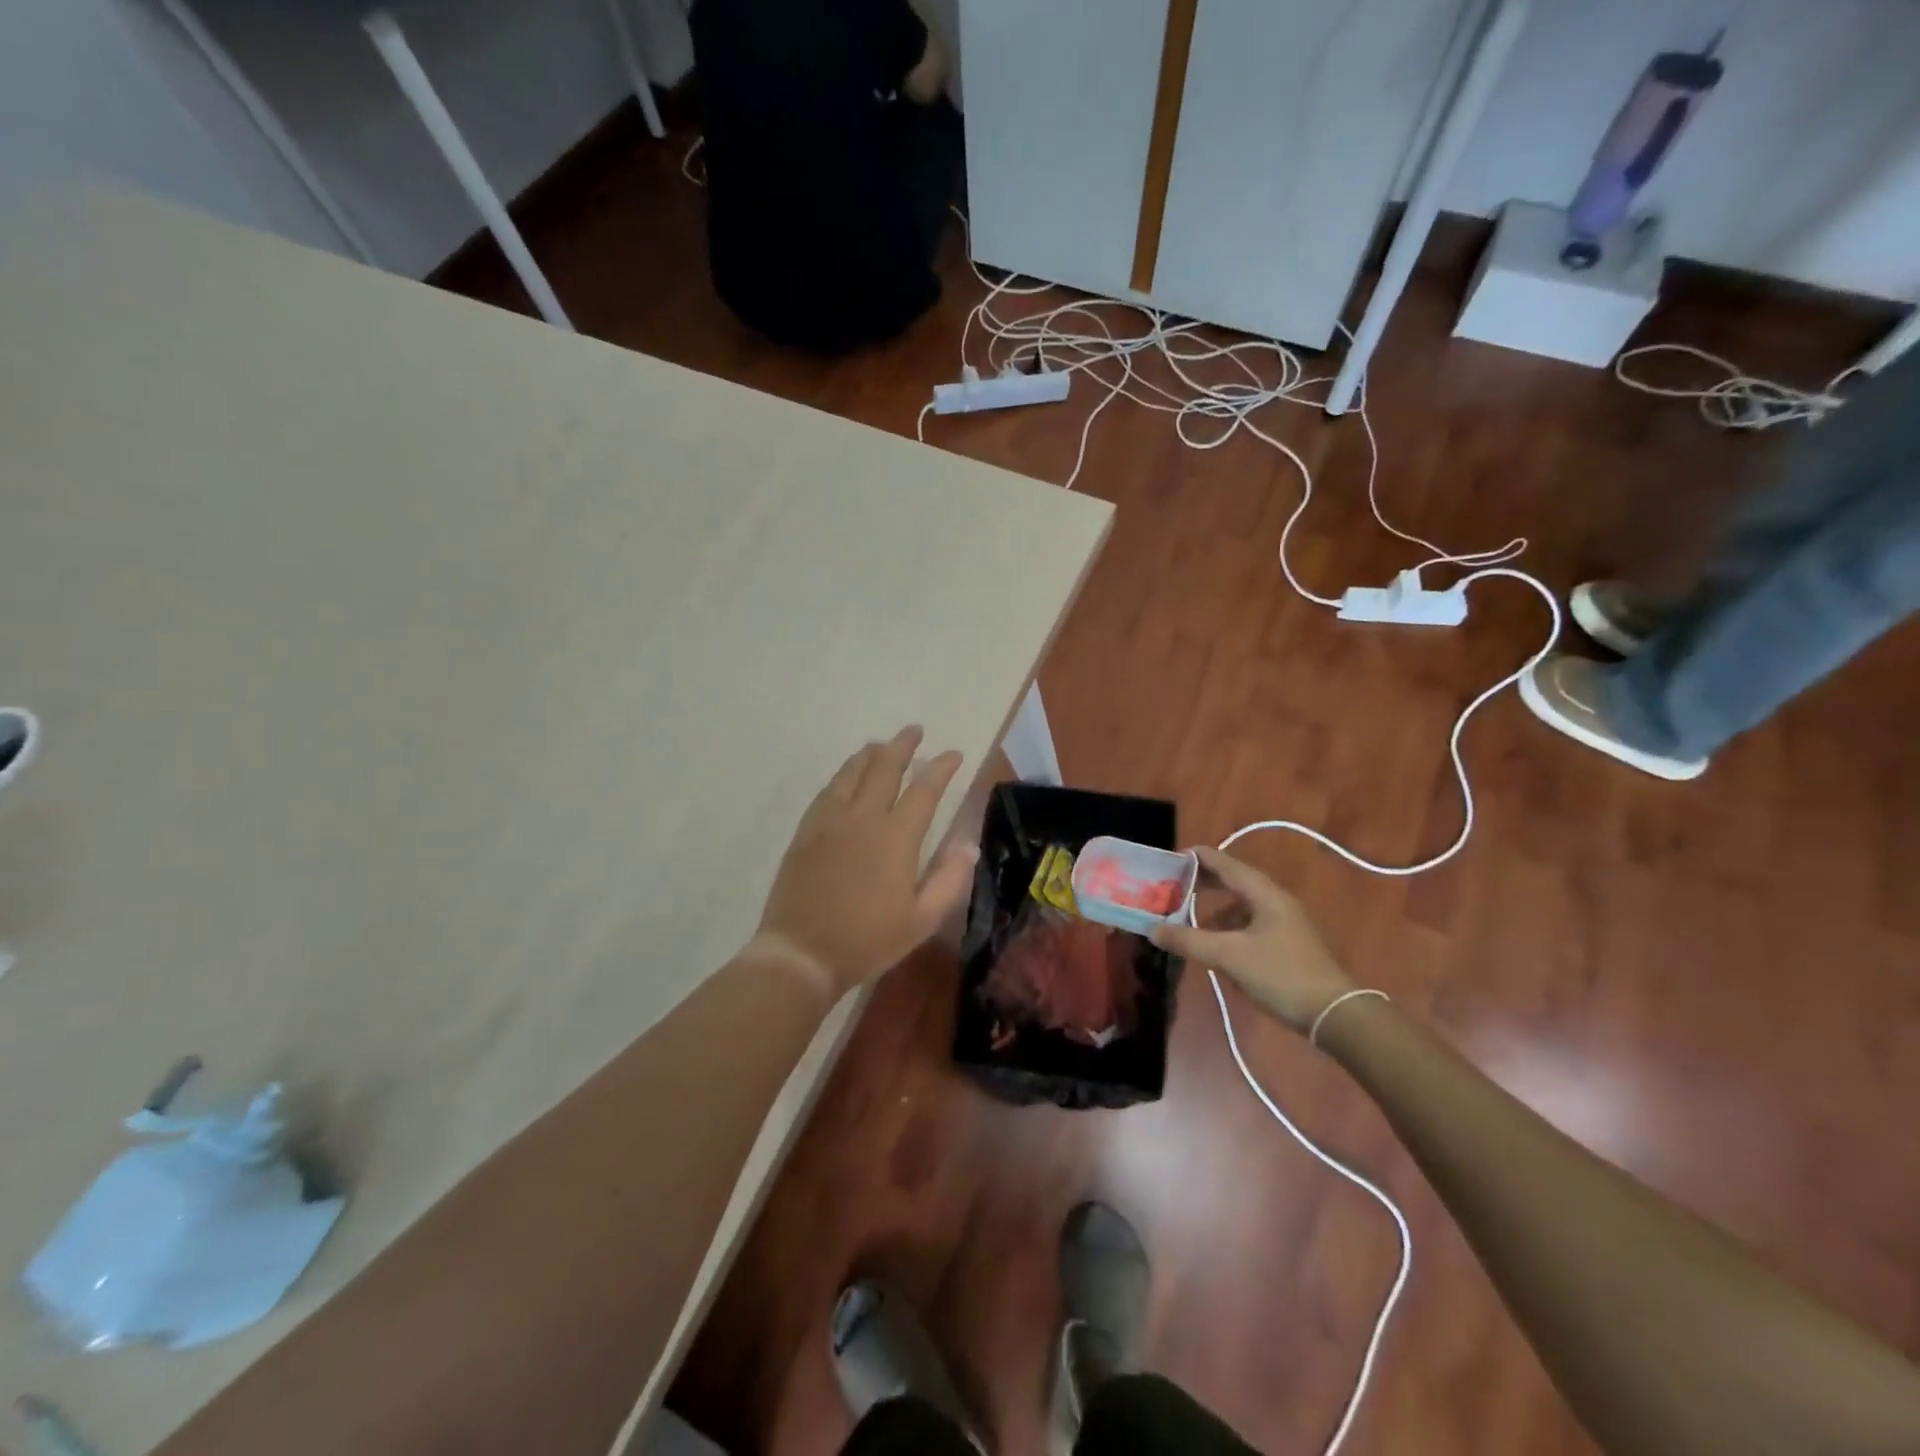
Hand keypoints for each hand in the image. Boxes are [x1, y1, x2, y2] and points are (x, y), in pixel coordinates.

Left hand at [752, 725, 977, 998]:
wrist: (802, 953)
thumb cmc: (867, 940)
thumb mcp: (921, 920)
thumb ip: (949, 879)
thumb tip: (968, 844)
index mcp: (896, 838)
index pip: (924, 790)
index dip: (941, 768)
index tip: (953, 754)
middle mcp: (863, 818)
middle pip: (884, 768)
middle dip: (902, 746)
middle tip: (914, 731)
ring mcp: (830, 822)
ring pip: (851, 773)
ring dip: (870, 754)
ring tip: (881, 745)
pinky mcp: (806, 832)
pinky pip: (827, 791)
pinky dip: (842, 775)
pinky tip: (845, 776)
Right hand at [1150, 847, 1352, 1032]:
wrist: (1335, 1014)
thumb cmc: (1281, 974)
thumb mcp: (1229, 956)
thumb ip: (1189, 941)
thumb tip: (1152, 929)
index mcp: (1263, 893)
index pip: (1223, 862)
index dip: (1195, 858)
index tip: (1167, 859)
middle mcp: (1274, 899)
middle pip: (1232, 880)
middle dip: (1201, 883)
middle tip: (1171, 887)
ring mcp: (1283, 921)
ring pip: (1241, 904)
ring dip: (1214, 908)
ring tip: (1188, 920)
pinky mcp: (1286, 942)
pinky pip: (1249, 923)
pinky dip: (1228, 927)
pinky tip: (1216, 947)